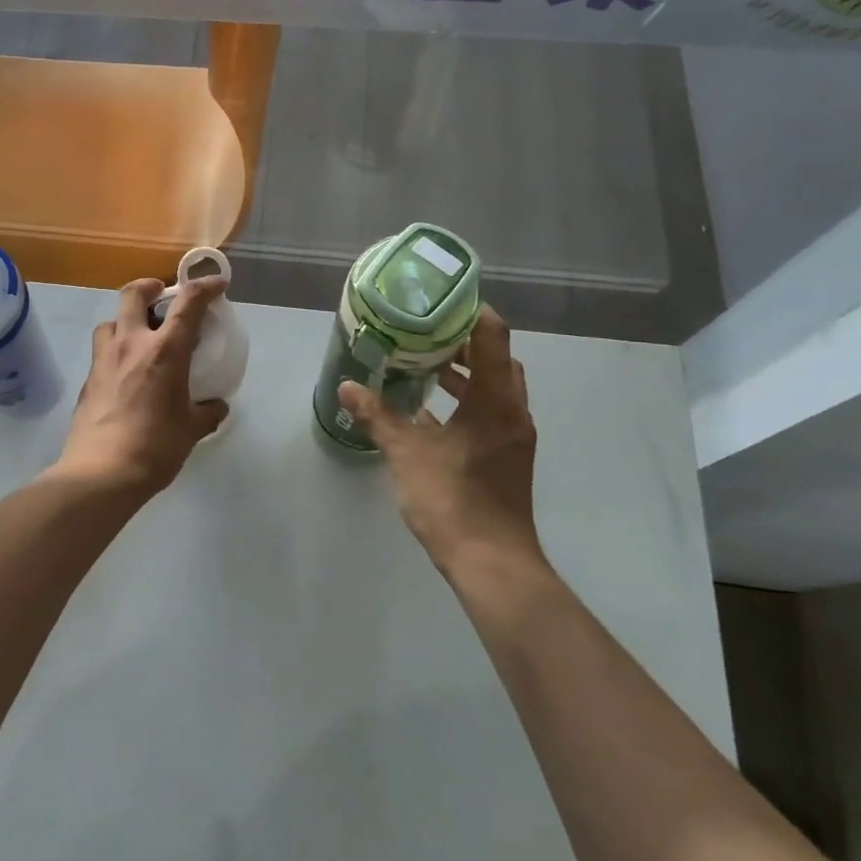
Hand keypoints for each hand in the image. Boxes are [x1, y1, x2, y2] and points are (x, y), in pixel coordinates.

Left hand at [53, 276, 229, 498]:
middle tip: (161, 295)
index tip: (217, 284)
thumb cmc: (155, 447)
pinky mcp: (87, 381)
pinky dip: (115, 351)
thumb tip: (216, 407)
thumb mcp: (191, 430)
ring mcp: (103, 361)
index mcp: (164, 351)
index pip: (188, 303)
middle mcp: (130, 345)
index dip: (205, 287)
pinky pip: (101, 352)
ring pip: (110, 321)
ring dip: (125, 319)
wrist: (100, 473)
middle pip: (133, 294)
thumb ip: (207, 412)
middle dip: (149, 286)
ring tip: (138, 336)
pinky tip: (124, 374)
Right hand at [337, 306, 546, 582]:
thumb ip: (377, 416)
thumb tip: (347, 386)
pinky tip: (428, 412)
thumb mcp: (406, 453)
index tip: (441, 298)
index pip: (493, 337)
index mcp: (496, 401)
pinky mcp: (505, 457)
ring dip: (464, 375)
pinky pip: (488, 414)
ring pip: (493, 389)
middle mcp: (512, 412)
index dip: (471, 311)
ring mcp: (512, 436)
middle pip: (497, 360)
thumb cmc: (451, 499)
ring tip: (423, 366)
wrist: (490, 562)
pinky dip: (464, 404)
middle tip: (426, 331)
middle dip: (464, 342)